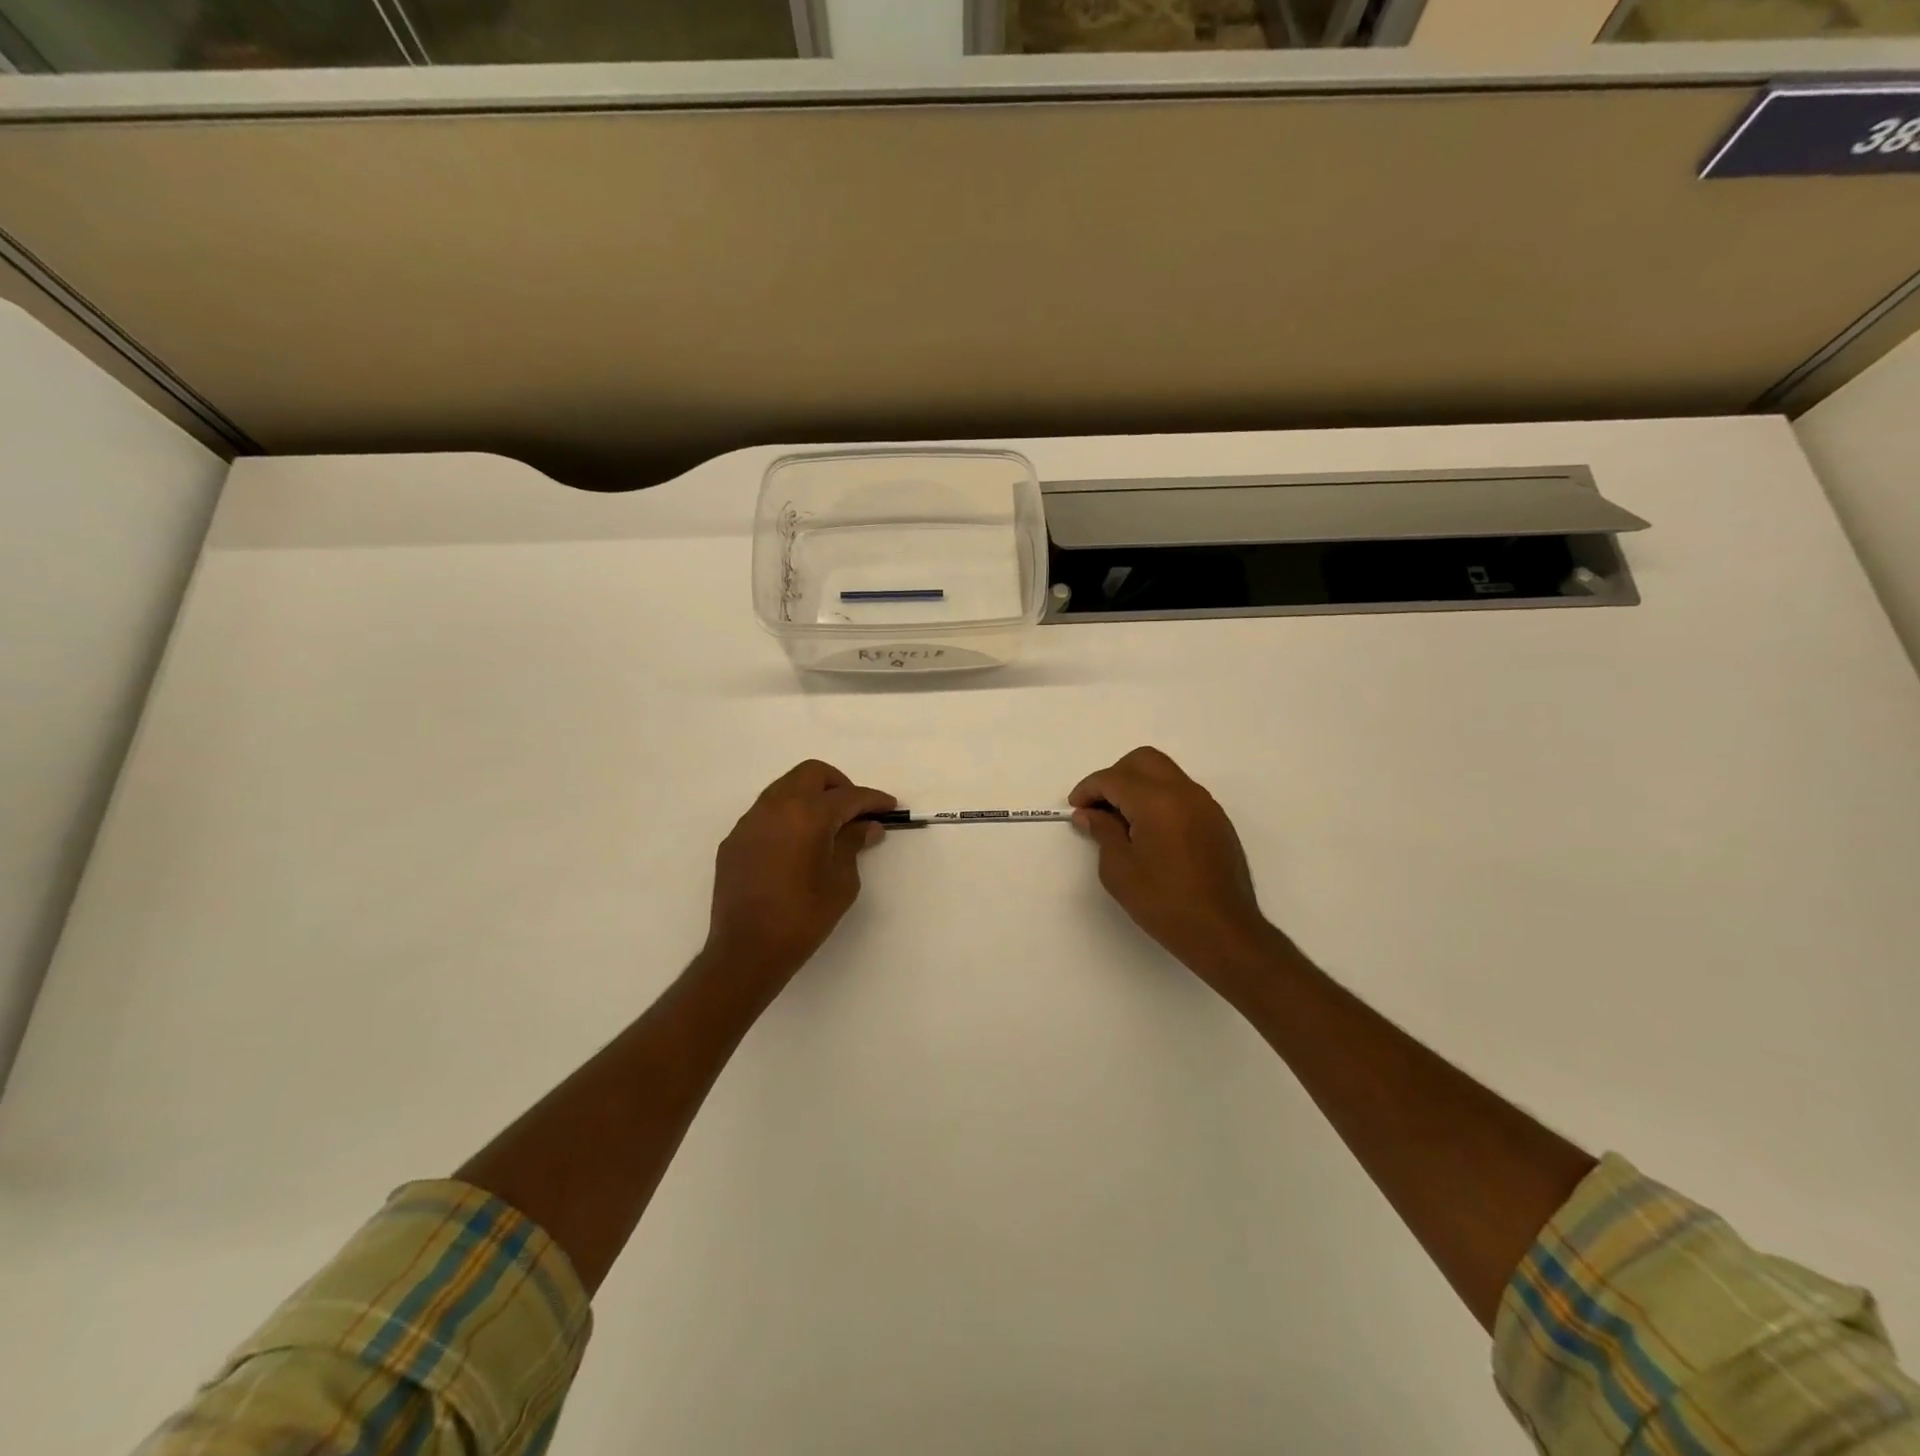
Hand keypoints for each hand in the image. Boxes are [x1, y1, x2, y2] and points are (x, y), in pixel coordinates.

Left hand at [704, 760, 894, 988]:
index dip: (873, 799)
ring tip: (827, 826)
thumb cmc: (804, 917)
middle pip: (812, 774)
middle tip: (854, 811)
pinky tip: (797, 845)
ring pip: (785, 787)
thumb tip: (866, 826)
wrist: (747, 950)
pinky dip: (788, 816)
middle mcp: (776, 807)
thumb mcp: (841, 881)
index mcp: (807, 815)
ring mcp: (750, 821)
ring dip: (810, 797)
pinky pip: (766, 812)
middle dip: (839, 785)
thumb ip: (853, 844)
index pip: (848, 796)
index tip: (889, 807)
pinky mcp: (735, 839)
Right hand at [1070, 747, 1277, 981]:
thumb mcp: (1119, 869)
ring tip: (1122, 819)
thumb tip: (1089, 813)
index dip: (1088, 789)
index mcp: (1156, 801)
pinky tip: (1149, 830)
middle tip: (1099, 806)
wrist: (1222, 931)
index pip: (1113, 778)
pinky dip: (1159, 798)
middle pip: (1142, 761)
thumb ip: (1103, 831)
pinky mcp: (1216, 820)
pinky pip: (1181, 792)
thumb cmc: (1163, 902)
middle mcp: (1183, 792)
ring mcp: (1205, 804)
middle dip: (1115, 776)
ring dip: (1138, 785)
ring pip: (1164, 772)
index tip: (1075, 808)